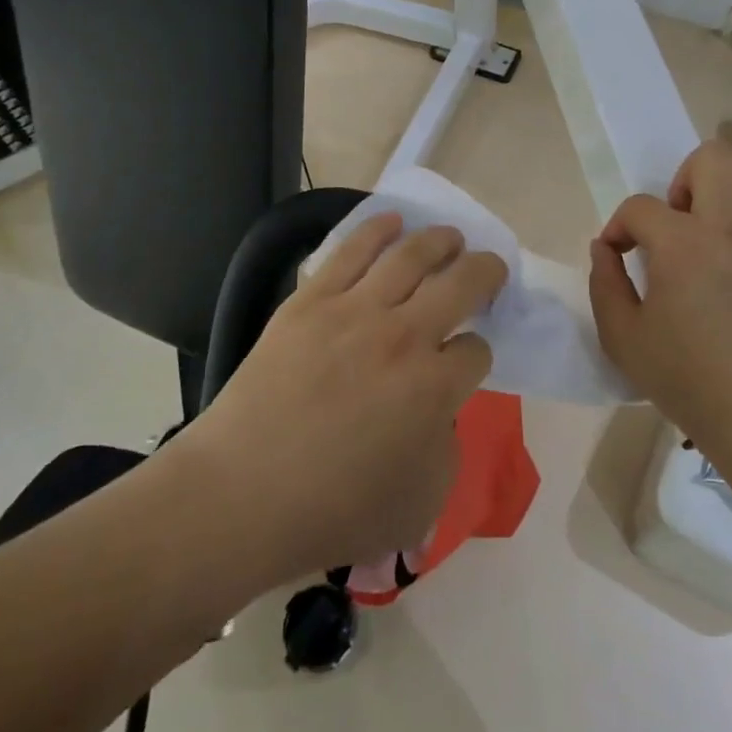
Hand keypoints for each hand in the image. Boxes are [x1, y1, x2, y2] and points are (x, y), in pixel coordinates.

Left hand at [183, 214, 506, 590]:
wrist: (241, 494)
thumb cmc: (331, 511)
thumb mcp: (419, 506)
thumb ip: (446, 453)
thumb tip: (440, 414)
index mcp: (435, 388)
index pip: (477, 350)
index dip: (478, 353)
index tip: (465, 361)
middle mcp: (404, 337)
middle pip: (461, 283)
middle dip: (485, 272)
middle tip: (490, 268)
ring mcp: (355, 311)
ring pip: (412, 255)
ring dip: (441, 241)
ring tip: (451, 237)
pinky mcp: (312, 299)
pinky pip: (353, 250)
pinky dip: (378, 229)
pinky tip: (394, 220)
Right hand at [588, 140, 731, 459]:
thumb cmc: (690, 383)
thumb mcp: (623, 339)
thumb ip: (605, 284)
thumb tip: (605, 248)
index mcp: (684, 245)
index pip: (641, 207)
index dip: (619, 226)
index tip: (619, 255)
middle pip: (713, 157)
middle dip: (682, 176)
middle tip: (677, 220)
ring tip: (718, 212)